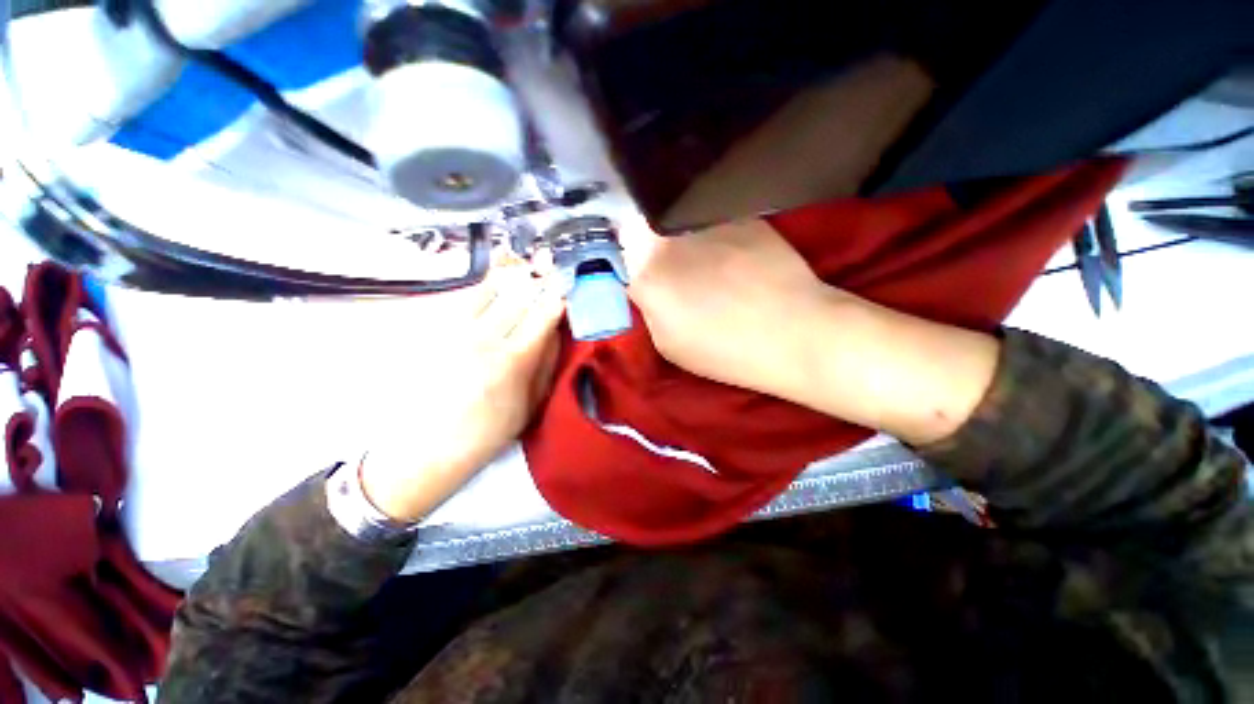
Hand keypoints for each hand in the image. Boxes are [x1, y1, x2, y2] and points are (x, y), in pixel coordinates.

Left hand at [359, 265, 564, 522]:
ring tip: (521, 267)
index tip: (566, 290)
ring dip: (510, 275)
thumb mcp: (531, 404)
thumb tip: (558, 332)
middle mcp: (485, 338)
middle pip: (518, 295)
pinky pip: (462, 297)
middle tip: (549, 269)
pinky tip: (493, 280)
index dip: (557, 298)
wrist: (428, 446)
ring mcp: (455, 331)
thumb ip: (547, 364)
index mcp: (514, 360)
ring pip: (488, 288)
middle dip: (538, 279)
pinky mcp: (433, 331)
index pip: (543, 316)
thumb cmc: (489, 431)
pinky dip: (482, 285)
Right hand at [629, 219, 842, 400]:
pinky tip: (723, 252)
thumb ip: (647, 307)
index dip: (615, 254)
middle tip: (655, 261)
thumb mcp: (667, 342)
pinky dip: (705, 232)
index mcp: (646, 274)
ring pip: (672, 219)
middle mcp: (668, 236)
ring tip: (692, 258)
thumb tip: (641, 283)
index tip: (622, 263)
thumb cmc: (725, 350)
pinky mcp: (737, 214)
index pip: (611, 249)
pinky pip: (706, 219)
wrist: (796, 332)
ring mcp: (704, 220)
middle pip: (638, 226)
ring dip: (672, 235)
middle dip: (639, 241)